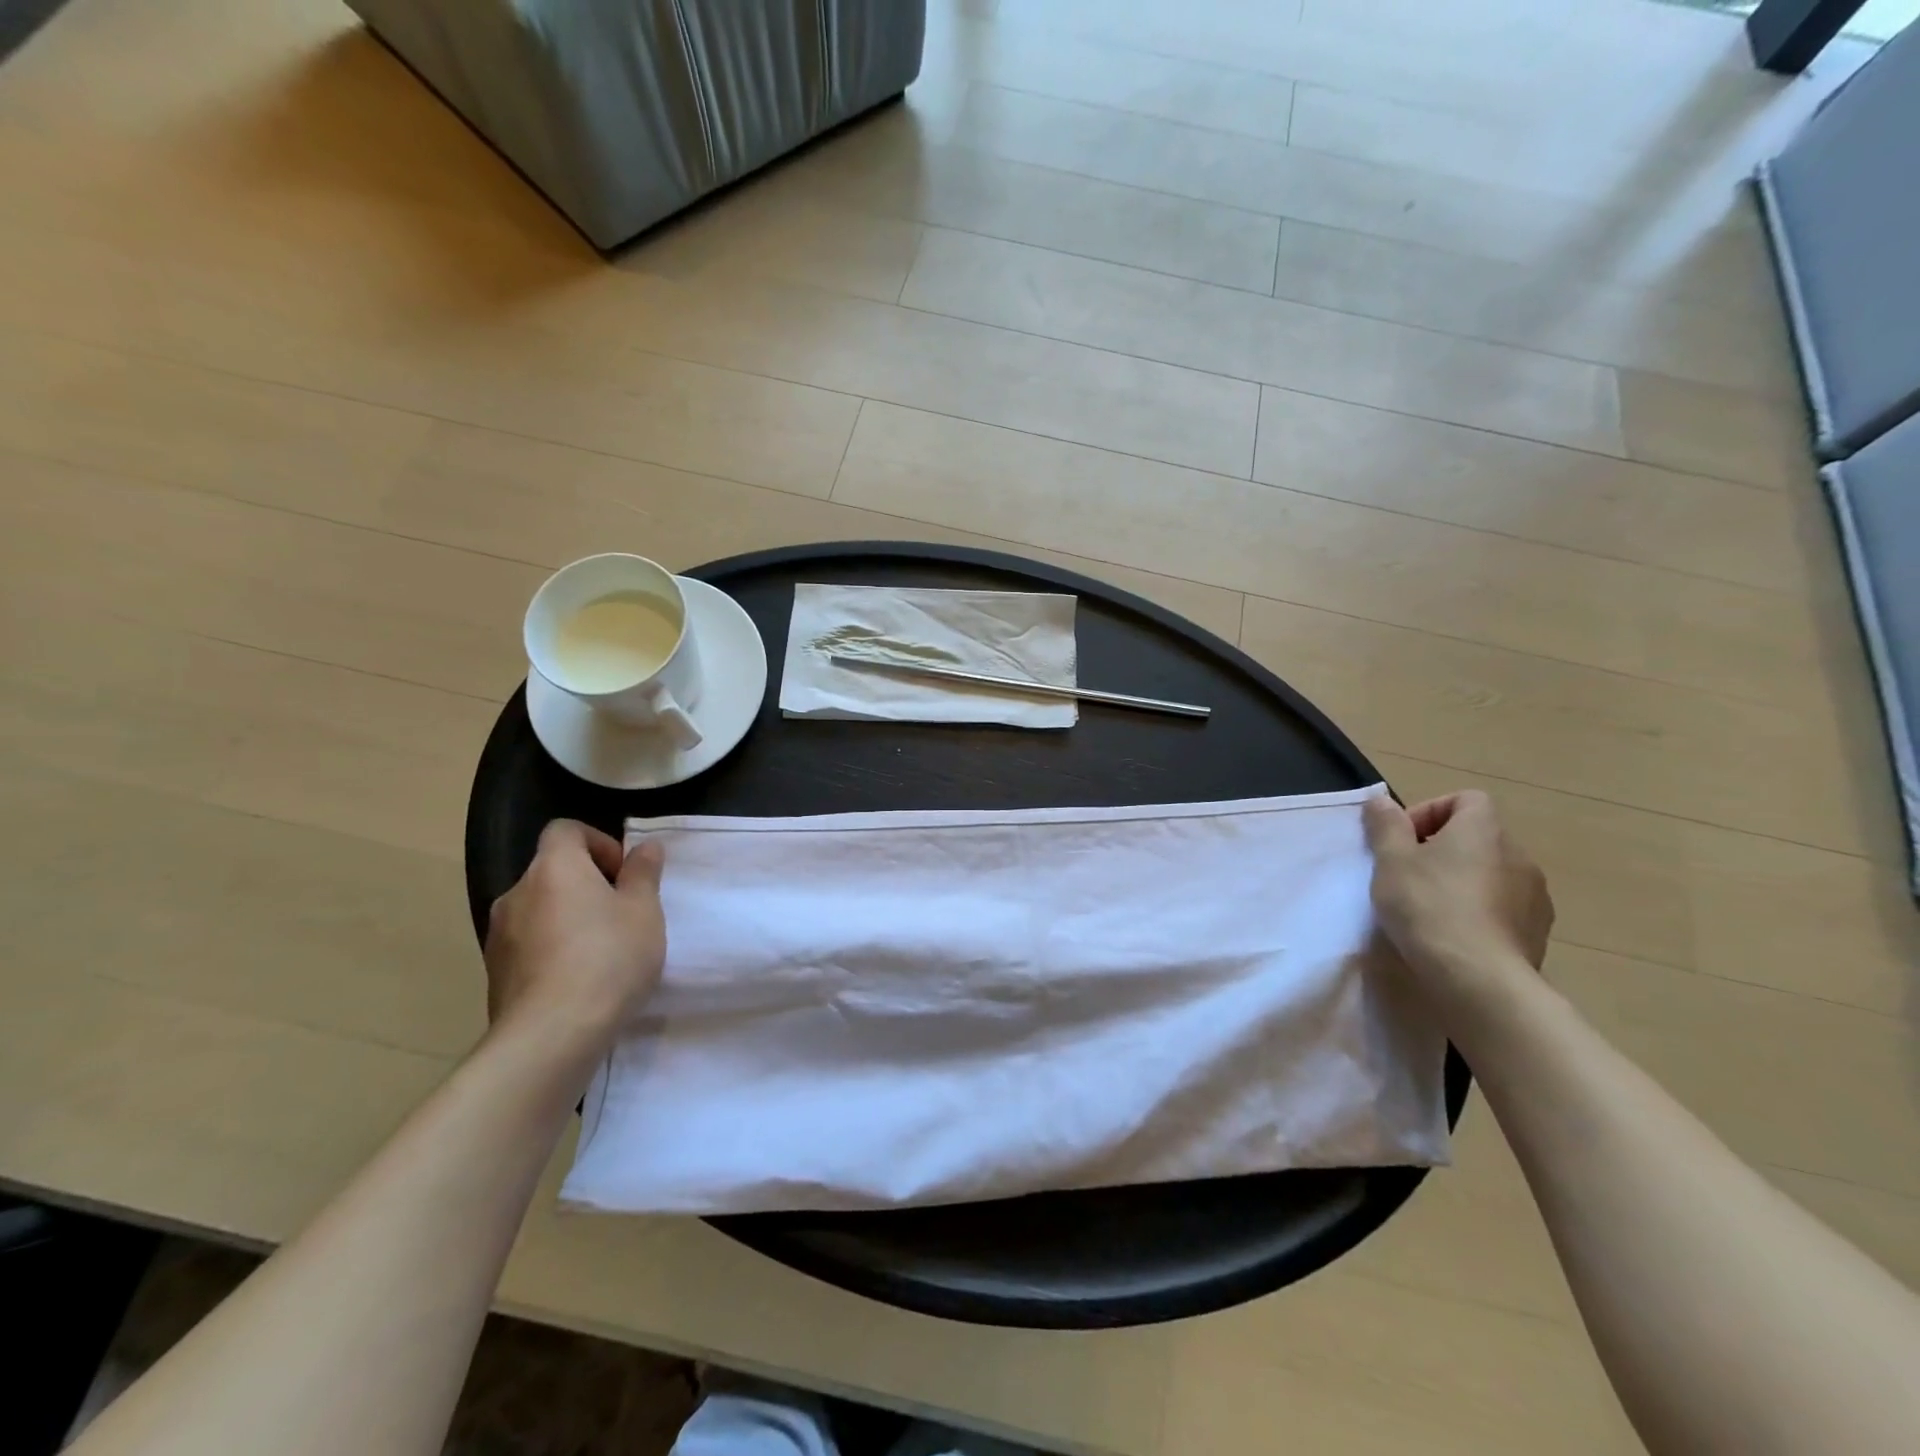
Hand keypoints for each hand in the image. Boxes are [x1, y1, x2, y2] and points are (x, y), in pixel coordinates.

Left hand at [484, 820, 667, 1049]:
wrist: (551, 1035)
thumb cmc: (608, 958)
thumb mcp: (644, 911)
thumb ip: (643, 874)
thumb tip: (645, 847)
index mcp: (554, 867)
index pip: (565, 830)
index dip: (598, 842)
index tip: (623, 873)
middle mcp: (517, 892)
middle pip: (552, 870)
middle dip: (586, 884)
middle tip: (621, 913)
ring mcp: (499, 935)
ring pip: (539, 909)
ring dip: (567, 918)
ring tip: (602, 950)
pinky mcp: (495, 974)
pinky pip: (528, 945)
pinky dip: (552, 949)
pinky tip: (578, 979)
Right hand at [1362, 791, 1553, 992]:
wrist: (1478, 976)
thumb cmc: (1428, 905)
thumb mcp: (1390, 860)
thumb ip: (1385, 825)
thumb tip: (1380, 799)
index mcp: (1484, 829)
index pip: (1466, 799)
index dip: (1431, 812)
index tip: (1403, 840)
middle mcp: (1518, 854)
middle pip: (1478, 837)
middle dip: (1442, 850)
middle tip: (1408, 875)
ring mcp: (1535, 895)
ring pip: (1492, 873)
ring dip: (1463, 881)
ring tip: (1430, 908)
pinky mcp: (1538, 931)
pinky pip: (1504, 907)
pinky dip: (1480, 911)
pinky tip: (1454, 934)